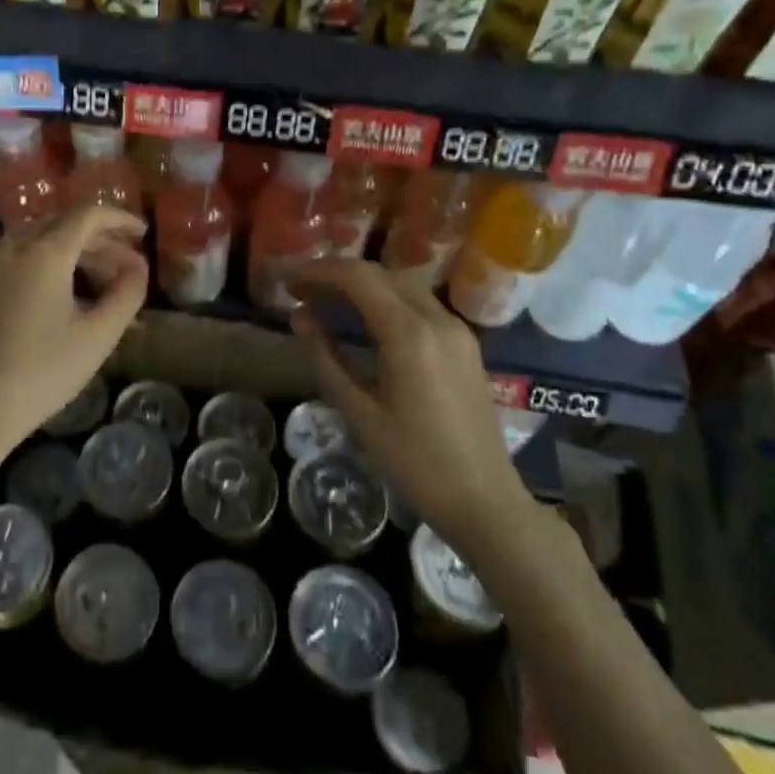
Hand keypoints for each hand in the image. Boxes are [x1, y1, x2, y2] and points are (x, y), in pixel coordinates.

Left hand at [0, 204, 147, 486]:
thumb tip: (139, 267)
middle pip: (61, 224)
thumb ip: (127, 294)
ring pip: (34, 239)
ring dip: (69, 249)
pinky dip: (42, 261)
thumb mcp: (97, 337)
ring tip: (95, 277)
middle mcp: (11, 247)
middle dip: (97, 238)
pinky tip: (55, 292)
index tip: (142, 232)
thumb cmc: (40, 373)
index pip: (87, 215)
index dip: (119, 218)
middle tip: (125, 262)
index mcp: (44, 252)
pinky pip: (13, 257)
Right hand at [290, 260, 534, 547]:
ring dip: (364, 284)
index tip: (289, 284)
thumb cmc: (416, 463)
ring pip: (403, 284)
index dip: (319, 272)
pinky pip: (420, 303)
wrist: (485, 501)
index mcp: (410, 334)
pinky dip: (387, 299)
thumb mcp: (359, 414)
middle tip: (303, 292)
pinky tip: (366, 321)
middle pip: (381, 273)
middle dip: (338, 275)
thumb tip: (300, 318)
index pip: (358, 277)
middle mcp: (437, 319)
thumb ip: (326, 359)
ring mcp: (457, 329)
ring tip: (328, 303)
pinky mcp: (465, 344)